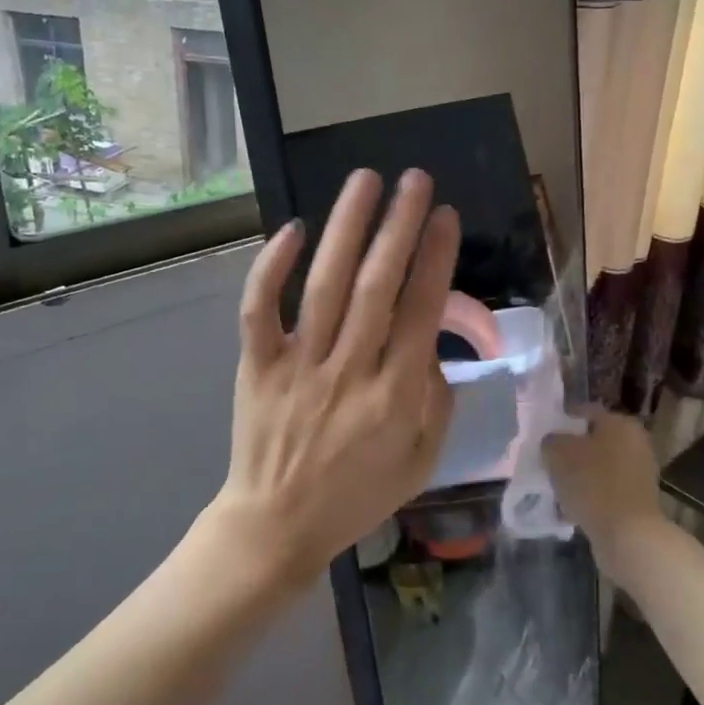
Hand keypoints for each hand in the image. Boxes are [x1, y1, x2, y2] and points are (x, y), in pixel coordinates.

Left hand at [209, 169, 460, 595]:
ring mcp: (299, 366)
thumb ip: (435, 399)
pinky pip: (260, 311)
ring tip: (364, 181)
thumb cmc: (356, 495)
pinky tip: (293, 230)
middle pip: (378, 286)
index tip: (446, 216)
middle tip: (415, 180)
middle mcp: (350, 371)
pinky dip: (271, 269)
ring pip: (326, 286)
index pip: (421, 312)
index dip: (436, 259)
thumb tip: (430, 339)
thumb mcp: (421, 461)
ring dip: (347, 228)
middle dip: (399, 226)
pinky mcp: (258, 366)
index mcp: (396, 397)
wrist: (278, 524)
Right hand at [543, 409, 665, 579]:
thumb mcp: (558, 453)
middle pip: (594, 441)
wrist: (628, 535)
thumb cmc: (593, 483)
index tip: (544, 438)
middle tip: (549, 463)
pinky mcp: (638, 500)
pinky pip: (606, 490)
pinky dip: (590, 495)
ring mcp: (640, 472)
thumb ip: (551, 440)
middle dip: (571, 452)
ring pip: (599, 467)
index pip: (584, 412)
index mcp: (620, 423)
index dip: (561, 422)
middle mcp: (636, 442)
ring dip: (580, 475)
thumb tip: (553, 442)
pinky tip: (571, 508)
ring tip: (557, 488)